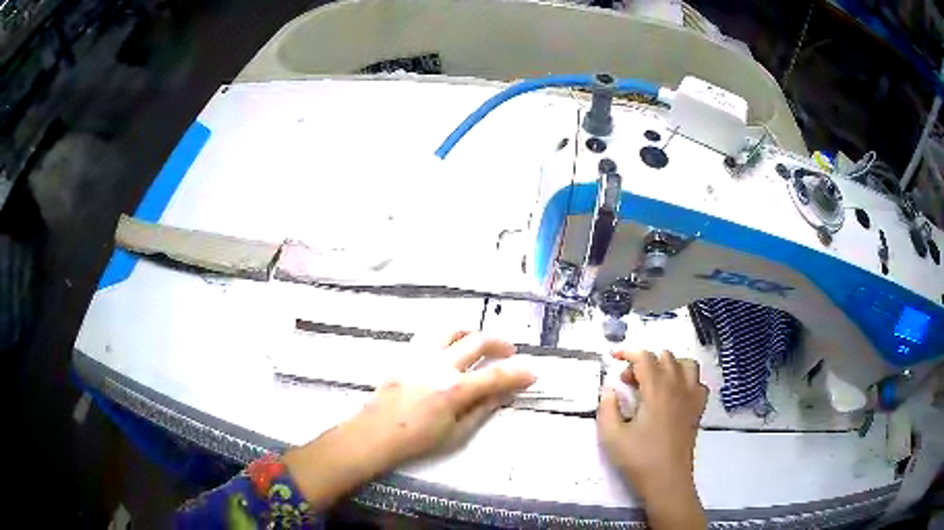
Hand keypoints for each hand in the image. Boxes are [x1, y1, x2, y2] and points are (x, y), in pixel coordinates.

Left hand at [284, 332, 535, 509]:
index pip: (495, 376)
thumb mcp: (456, 433)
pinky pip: (430, 336)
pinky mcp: (406, 355)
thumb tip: (502, 395)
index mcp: (454, 389)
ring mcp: (420, 356)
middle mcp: (440, 365)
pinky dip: (447, 337)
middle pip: (477, 341)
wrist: (375, 433)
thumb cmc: (417, 440)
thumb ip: (481, 410)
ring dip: (471, 333)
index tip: (532, 373)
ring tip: (479, 342)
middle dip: (500, 343)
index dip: (518, 374)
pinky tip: (449, 347)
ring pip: (451, 330)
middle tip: (510, 351)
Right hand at [597, 350, 708, 528]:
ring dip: (668, 366)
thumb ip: (607, 407)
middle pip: (665, 357)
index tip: (612, 356)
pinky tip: (674, 395)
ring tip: (653, 383)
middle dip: (644, 362)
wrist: (667, 482)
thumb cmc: (639, 460)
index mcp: (657, 390)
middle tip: (627, 383)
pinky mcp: (698, 410)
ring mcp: (692, 398)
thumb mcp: (612, 436)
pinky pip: (698, 383)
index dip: (627, 351)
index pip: (644, 357)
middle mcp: (678, 387)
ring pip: (686, 365)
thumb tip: (610, 389)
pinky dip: (686, 381)